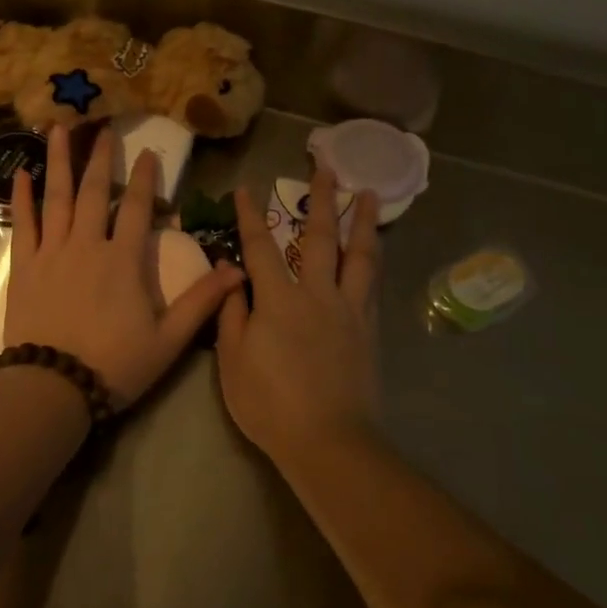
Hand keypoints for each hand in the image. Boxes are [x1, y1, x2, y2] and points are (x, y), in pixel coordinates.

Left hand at [6, 124, 242, 410]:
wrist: (53, 388)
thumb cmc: (114, 365)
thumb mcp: (169, 340)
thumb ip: (202, 302)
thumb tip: (238, 270)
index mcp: (123, 260)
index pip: (137, 208)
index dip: (143, 178)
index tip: (147, 151)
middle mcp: (87, 245)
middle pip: (94, 192)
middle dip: (101, 158)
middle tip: (102, 127)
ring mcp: (51, 253)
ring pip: (56, 197)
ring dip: (59, 162)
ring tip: (58, 129)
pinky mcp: (24, 267)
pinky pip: (23, 224)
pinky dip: (21, 198)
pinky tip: (20, 173)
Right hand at [217, 165, 381, 464]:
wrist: (329, 441)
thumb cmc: (270, 404)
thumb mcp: (233, 362)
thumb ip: (232, 314)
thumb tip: (232, 278)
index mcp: (278, 299)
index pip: (260, 246)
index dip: (249, 215)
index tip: (245, 188)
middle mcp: (316, 293)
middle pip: (318, 237)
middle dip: (321, 198)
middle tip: (327, 165)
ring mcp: (347, 310)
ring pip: (358, 255)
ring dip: (361, 221)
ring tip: (367, 193)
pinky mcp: (367, 329)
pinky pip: (371, 284)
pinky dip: (373, 260)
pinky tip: (374, 251)